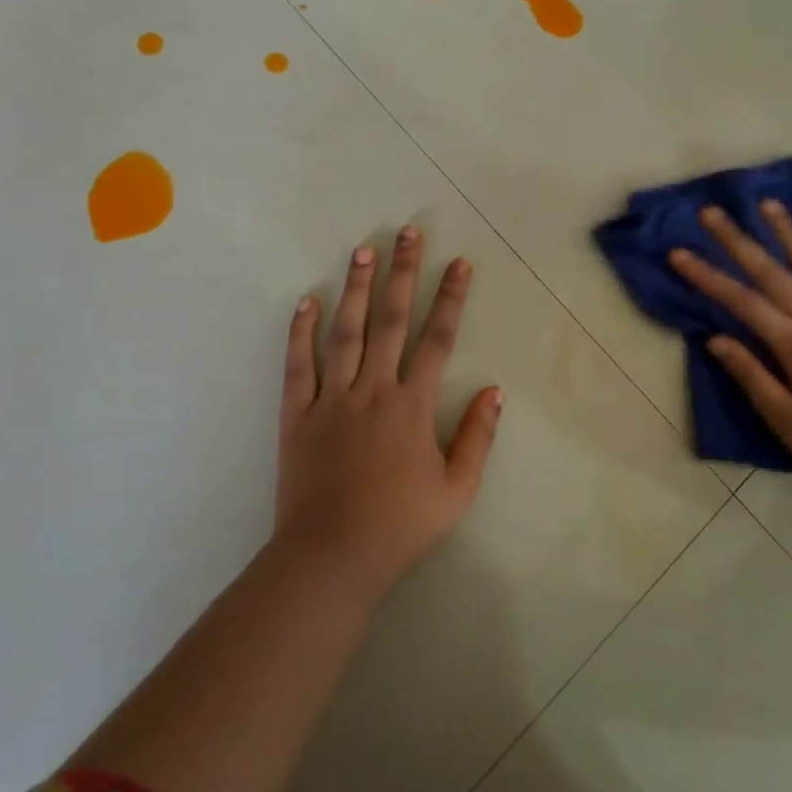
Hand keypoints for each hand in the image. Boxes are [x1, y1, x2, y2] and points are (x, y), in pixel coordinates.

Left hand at [276, 226, 502, 599]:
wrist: (331, 558)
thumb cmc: (399, 527)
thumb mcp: (457, 491)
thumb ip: (478, 438)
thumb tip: (495, 391)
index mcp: (412, 406)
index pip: (436, 339)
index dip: (450, 298)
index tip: (459, 263)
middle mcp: (372, 390)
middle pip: (389, 320)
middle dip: (401, 273)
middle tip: (407, 232)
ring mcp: (331, 399)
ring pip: (344, 332)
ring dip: (355, 288)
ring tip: (362, 249)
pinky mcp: (297, 415)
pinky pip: (298, 366)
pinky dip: (301, 332)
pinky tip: (307, 301)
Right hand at [670, 201, 791, 488]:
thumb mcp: (786, 422)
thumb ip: (752, 376)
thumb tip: (716, 339)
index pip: (741, 301)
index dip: (707, 276)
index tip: (679, 253)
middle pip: (772, 272)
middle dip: (738, 241)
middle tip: (712, 212)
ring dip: (789, 233)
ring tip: (769, 205)